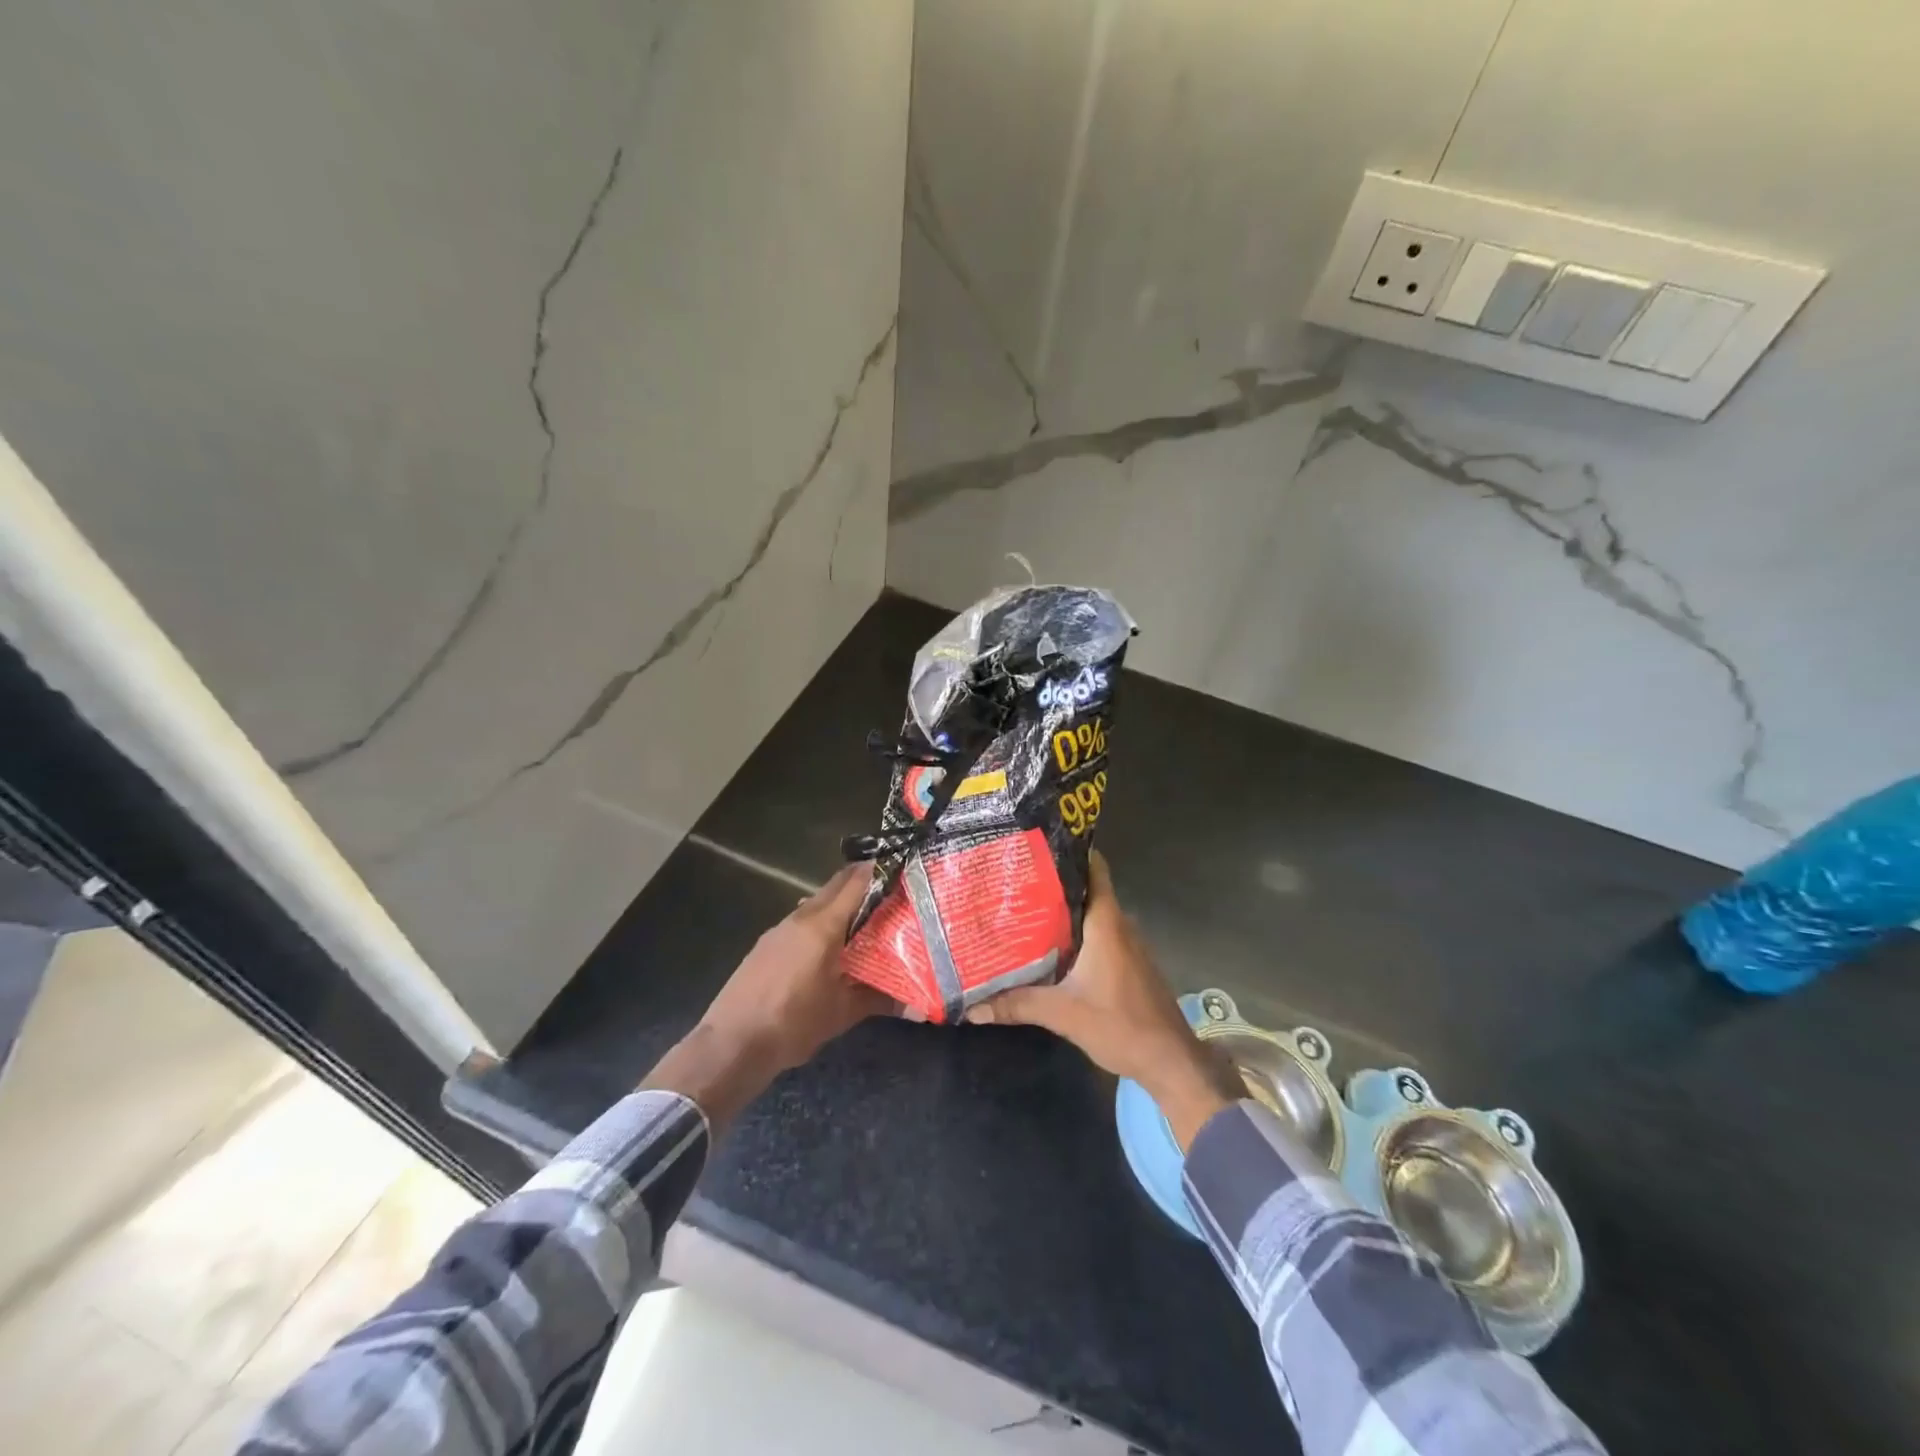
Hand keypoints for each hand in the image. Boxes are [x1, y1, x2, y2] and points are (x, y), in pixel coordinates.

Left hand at [643, 865, 888, 1127]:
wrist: (732, 1044)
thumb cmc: (793, 1023)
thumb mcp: (842, 1013)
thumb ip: (881, 1001)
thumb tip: (921, 1008)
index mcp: (823, 926)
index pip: (856, 882)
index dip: (880, 871)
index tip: (903, 869)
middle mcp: (801, 917)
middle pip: (836, 885)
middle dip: (862, 882)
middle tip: (891, 891)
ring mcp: (779, 929)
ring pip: (816, 902)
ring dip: (840, 903)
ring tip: (866, 920)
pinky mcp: (766, 944)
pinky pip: (800, 919)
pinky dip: (821, 921)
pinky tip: (830, 947)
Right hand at [966, 852, 1242, 1148]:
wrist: (1170, 1061)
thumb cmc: (1121, 1025)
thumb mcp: (1063, 1014)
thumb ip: (1017, 1005)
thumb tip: (970, 1007)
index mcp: (1106, 923)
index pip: (1094, 870)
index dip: (1069, 853)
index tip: (1036, 846)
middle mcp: (1119, 925)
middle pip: (1086, 891)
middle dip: (1053, 884)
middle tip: (1014, 881)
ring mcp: (1127, 945)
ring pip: (1091, 915)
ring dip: (1063, 911)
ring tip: (1023, 909)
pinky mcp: (1128, 964)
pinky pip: (1099, 935)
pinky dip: (1075, 934)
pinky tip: (1049, 947)